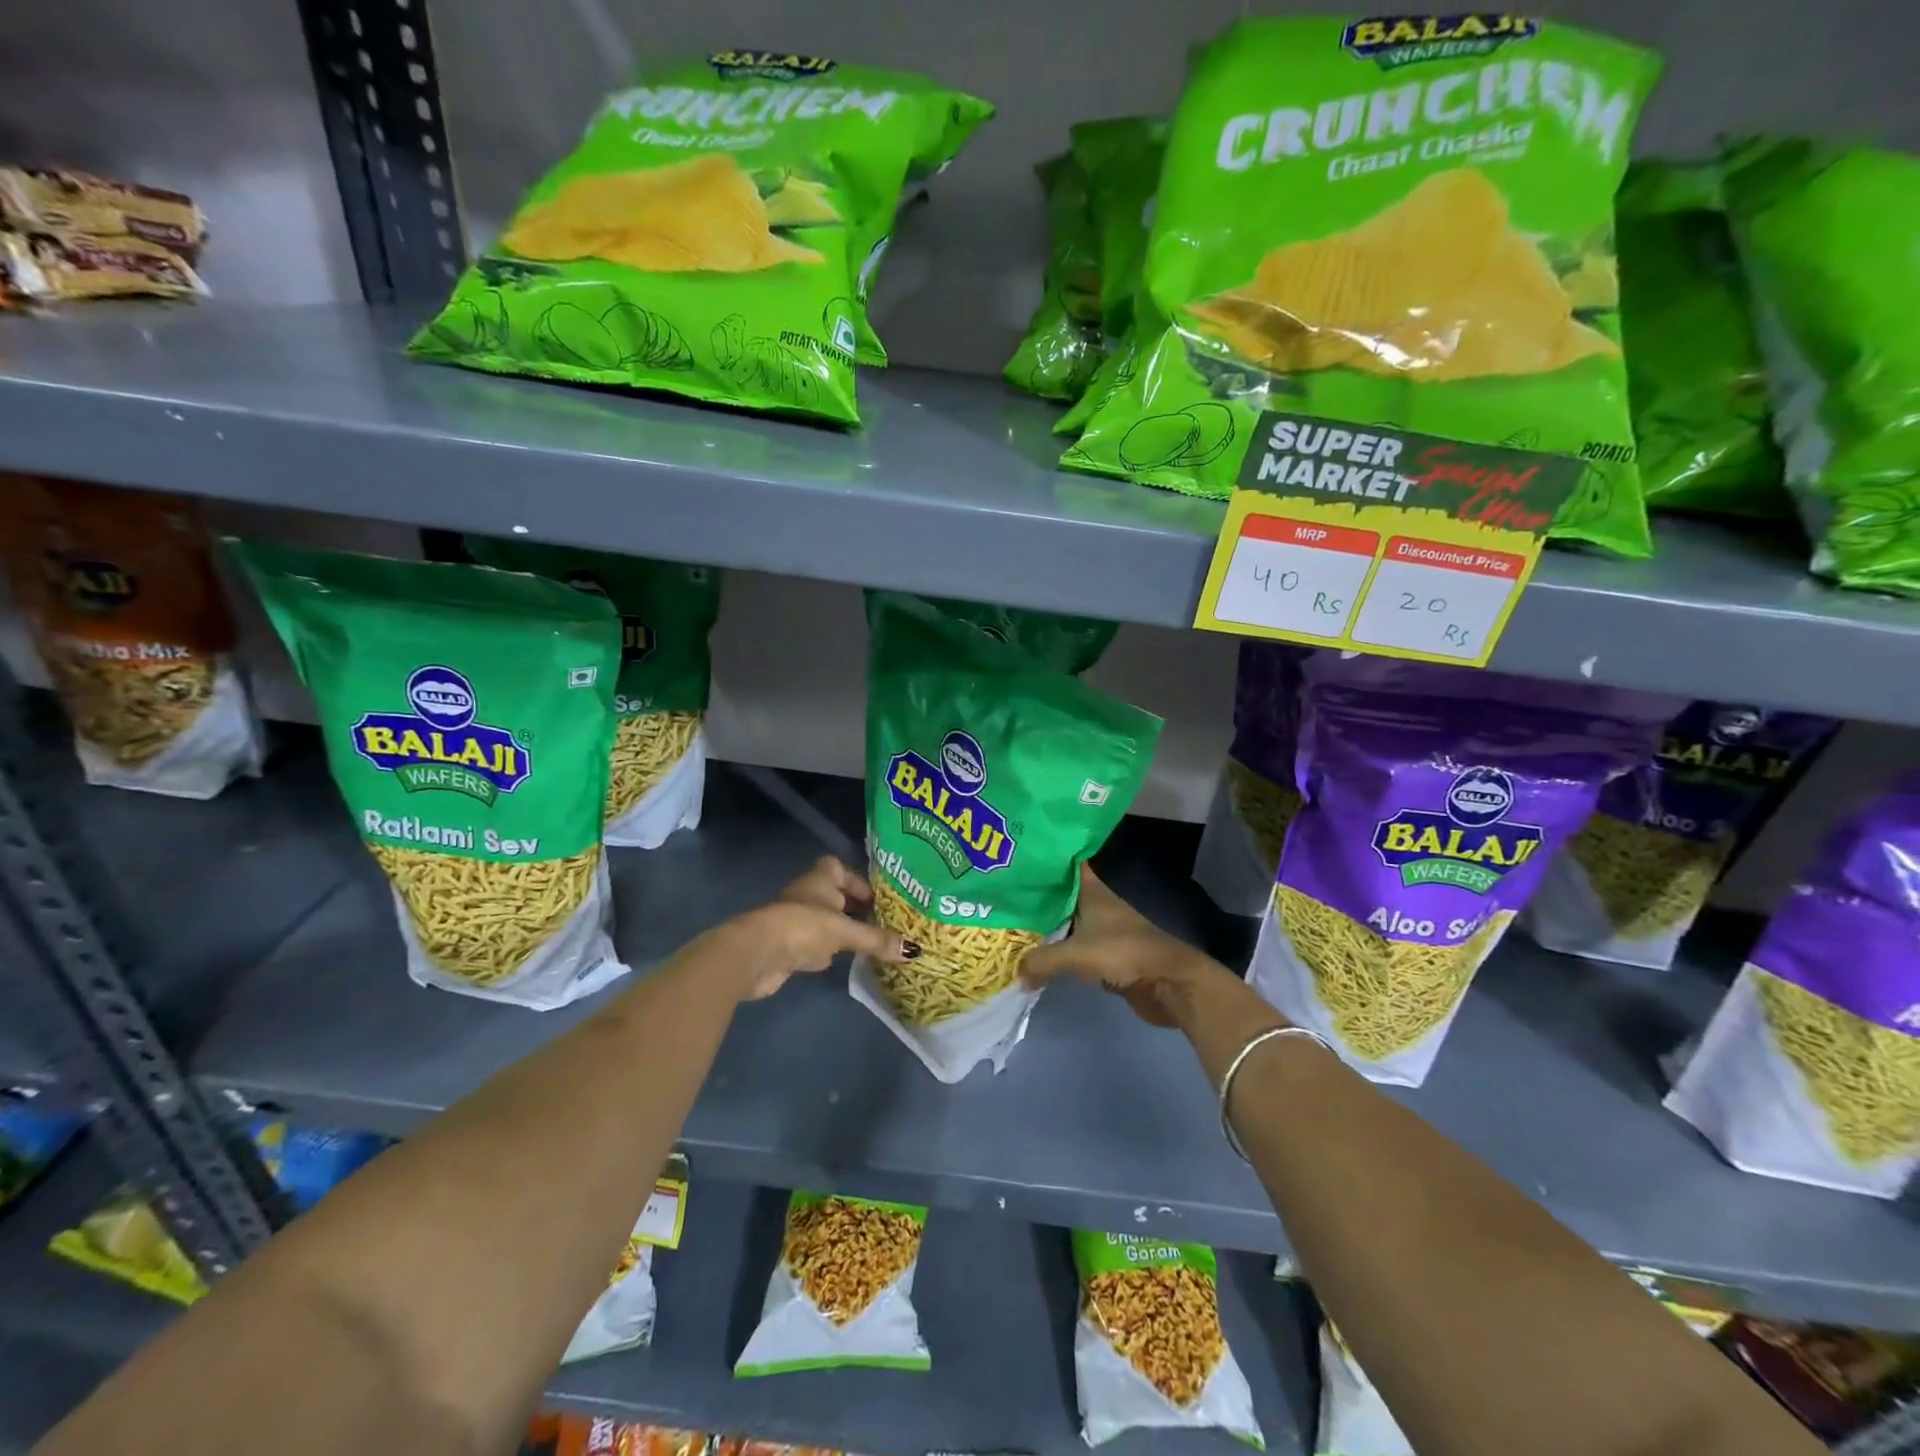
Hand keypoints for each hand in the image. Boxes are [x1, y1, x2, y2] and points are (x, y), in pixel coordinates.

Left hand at [727, 856, 908, 1001]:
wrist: (756, 954)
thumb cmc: (803, 926)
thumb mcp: (845, 931)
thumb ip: (877, 940)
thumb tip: (915, 951)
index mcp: (819, 879)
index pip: (837, 867)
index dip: (856, 879)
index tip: (876, 896)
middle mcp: (808, 896)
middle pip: (834, 896)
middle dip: (855, 908)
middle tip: (883, 922)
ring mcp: (797, 922)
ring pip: (826, 922)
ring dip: (844, 931)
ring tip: (873, 943)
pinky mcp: (789, 948)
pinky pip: (816, 946)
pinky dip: (830, 953)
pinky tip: (846, 962)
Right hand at [1019, 865, 1222, 1027]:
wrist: (1168, 982)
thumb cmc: (1124, 952)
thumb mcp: (1076, 953)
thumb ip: (1042, 961)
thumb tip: (1017, 974)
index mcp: (1092, 890)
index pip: (1067, 863)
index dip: (1046, 857)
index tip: (1017, 854)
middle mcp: (1097, 904)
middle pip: (1061, 893)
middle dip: (1036, 894)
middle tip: (1002, 893)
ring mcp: (1102, 930)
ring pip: (1066, 921)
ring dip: (1045, 924)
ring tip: (1011, 923)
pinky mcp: (1105, 955)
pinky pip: (1073, 947)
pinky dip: (1057, 950)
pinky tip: (1036, 953)